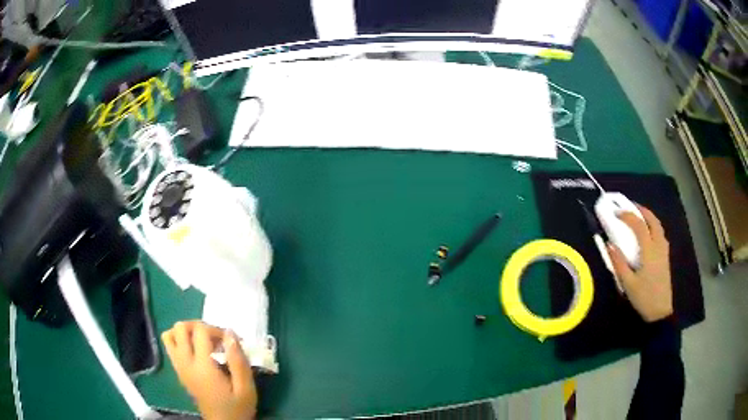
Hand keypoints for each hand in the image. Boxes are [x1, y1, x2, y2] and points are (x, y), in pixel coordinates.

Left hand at [162, 321, 256, 419]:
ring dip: (185, 332)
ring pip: (169, 335)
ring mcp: (179, 367)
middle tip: (215, 338)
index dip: (216, 329)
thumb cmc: (237, 407)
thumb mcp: (246, 387)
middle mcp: (185, 363)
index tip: (230, 341)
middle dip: (198, 326)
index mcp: (202, 367)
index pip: (200, 331)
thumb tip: (230, 333)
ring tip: (203, 341)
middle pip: (180, 328)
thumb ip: (238, 360)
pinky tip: (197, 351)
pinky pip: (170, 346)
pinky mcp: (178, 372)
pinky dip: (180, 341)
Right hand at [607, 205, 672, 322]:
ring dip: (648, 216)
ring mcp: (664, 250)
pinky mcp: (665, 256)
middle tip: (629, 206)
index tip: (616, 213)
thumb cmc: (643, 297)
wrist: (660, 311)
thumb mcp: (628, 284)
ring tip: (638, 215)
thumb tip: (609, 245)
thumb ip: (619, 263)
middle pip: (652, 220)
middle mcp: (658, 245)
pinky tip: (647, 232)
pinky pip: (660, 233)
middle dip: (641, 210)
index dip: (627, 216)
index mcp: (649, 251)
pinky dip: (653, 226)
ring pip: (658, 225)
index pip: (639, 225)